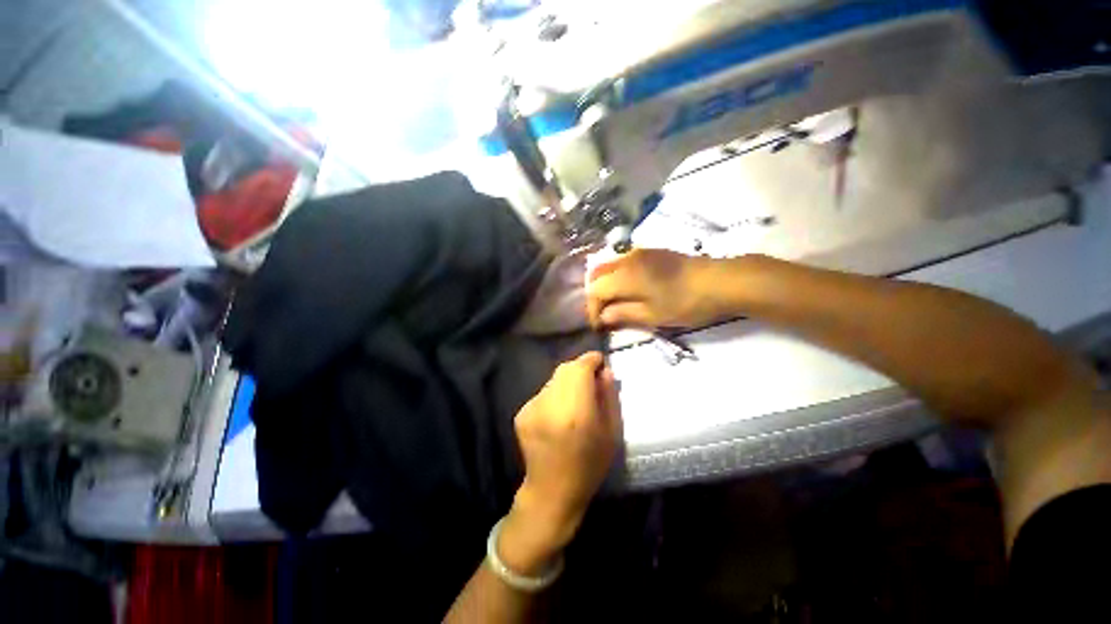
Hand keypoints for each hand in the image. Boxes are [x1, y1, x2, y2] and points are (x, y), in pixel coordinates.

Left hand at [499, 352, 621, 573]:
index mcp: (575, 411)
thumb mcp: (611, 433)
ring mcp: (532, 407)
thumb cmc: (589, 465)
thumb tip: (604, 371)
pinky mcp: (521, 413)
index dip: (591, 360)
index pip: (580, 367)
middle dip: (580, 370)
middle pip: (565, 369)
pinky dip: (554, 395)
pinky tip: (558, 414)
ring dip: (567, 383)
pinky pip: (543, 393)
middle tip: (590, 383)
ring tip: (575, 402)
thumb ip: (609, 397)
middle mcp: (550, 404)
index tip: (600, 363)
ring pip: (553, 380)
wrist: (552, 492)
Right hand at [587, 249, 736, 329]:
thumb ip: (622, 314)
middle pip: (597, 274)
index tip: (598, 326)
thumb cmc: (685, 302)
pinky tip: (628, 288)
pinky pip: (623, 261)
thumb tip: (603, 317)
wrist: (720, 281)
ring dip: (605, 284)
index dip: (592, 309)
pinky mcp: (651, 251)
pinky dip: (617, 275)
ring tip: (614, 303)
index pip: (595, 290)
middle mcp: (626, 259)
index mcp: (624, 276)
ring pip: (609, 265)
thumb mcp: (652, 315)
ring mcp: (639, 252)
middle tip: (602, 313)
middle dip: (595, 294)